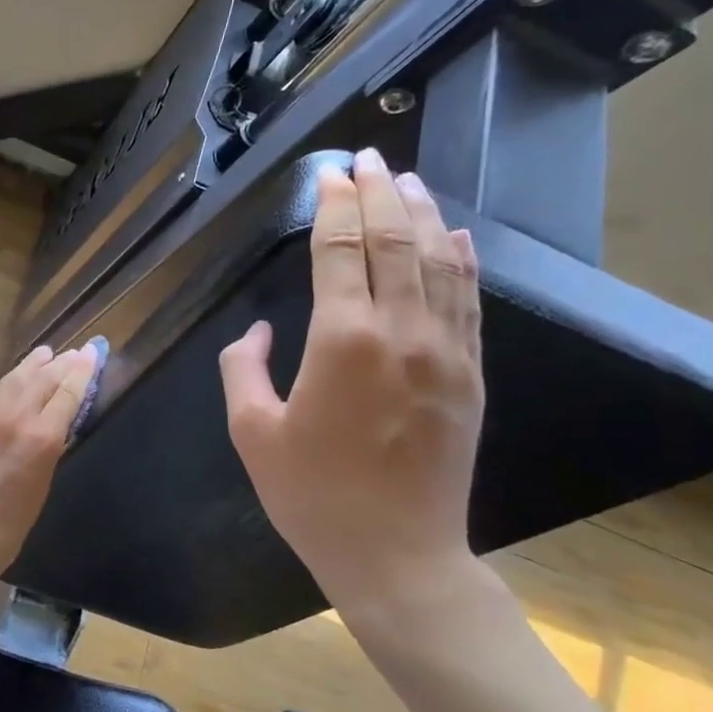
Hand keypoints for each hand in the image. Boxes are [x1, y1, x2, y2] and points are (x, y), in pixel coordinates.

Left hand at [0, 342, 100, 593]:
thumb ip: (49, 447)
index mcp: (39, 438)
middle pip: (41, 380)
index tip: (92, 354)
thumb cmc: (7, 527)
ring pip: (13, 381)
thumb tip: (56, 422)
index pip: (66, 393)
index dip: (82, 372)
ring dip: (32, 366)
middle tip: (75, 352)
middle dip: (61, 364)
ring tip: (46, 354)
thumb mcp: (42, 486)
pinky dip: (9, 385)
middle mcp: (11, 418)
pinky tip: (14, 382)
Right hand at [218, 149, 483, 628]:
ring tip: (408, 179)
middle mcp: (401, 333)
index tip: (331, 173)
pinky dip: (462, 261)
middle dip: (378, 194)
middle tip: (368, 157)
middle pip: (394, 243)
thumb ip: (243, 370)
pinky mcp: (469, 376)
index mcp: (342, 341)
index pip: (341, 252)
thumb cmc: (312, 495)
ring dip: (423, 215)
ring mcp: (445, 353)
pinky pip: (469, 303)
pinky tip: (456, 236)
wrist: (397, 554)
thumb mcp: (253, 433)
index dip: (334, 207)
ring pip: (439, 263)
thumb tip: (258, 334)